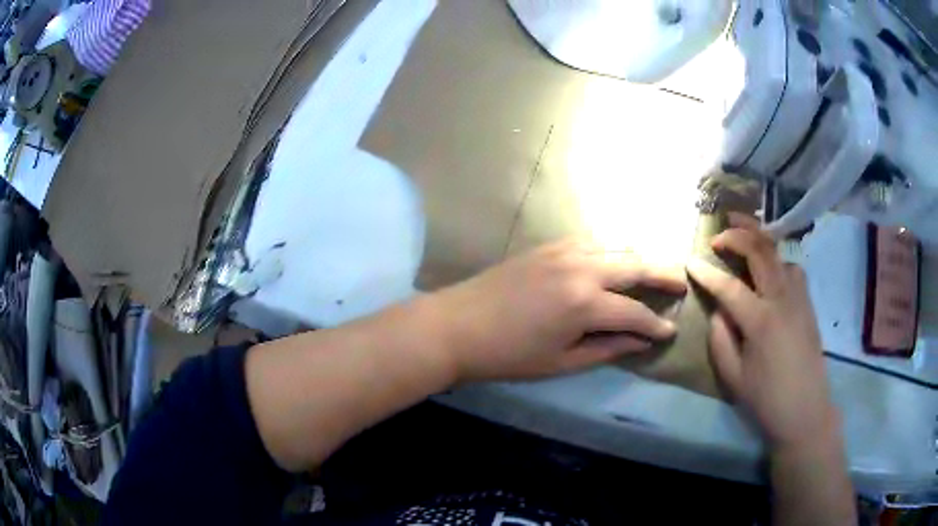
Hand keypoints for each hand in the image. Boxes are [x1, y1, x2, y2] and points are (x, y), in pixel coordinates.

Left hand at [430, 239, 686, 381]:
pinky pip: (590, 241)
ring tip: (653, 271)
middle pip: (635, 264)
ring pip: (615, 246)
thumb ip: (607, 348)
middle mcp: (582, 268)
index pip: (636, 313)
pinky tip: (614, 260)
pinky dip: (610, 249)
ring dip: (638, 257)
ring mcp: (563, 251)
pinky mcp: (547, 246)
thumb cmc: (508, 355)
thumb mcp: (561, 362)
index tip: (671, 330)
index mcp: (585, 304)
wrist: (456, 326)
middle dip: (663, 274)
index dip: (656, 324)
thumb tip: (641, 340)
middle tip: (681, 282)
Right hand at [686, 213, 838, 449]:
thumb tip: (719, 309)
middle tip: (720, 232)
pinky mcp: (808, 302)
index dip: (707, 272)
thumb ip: (721, 338)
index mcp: (760, 321)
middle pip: (760, 251)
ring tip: (745, 239)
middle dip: (737, 234)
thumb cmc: (766, 399)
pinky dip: (777, 259)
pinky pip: (792, 267)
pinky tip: (770, 270)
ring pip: (780, 253)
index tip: (690, 261)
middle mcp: (782, 300)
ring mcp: (799, 297)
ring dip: (760, 240)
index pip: (729, 286)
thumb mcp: (734, 377)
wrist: (806, 410)